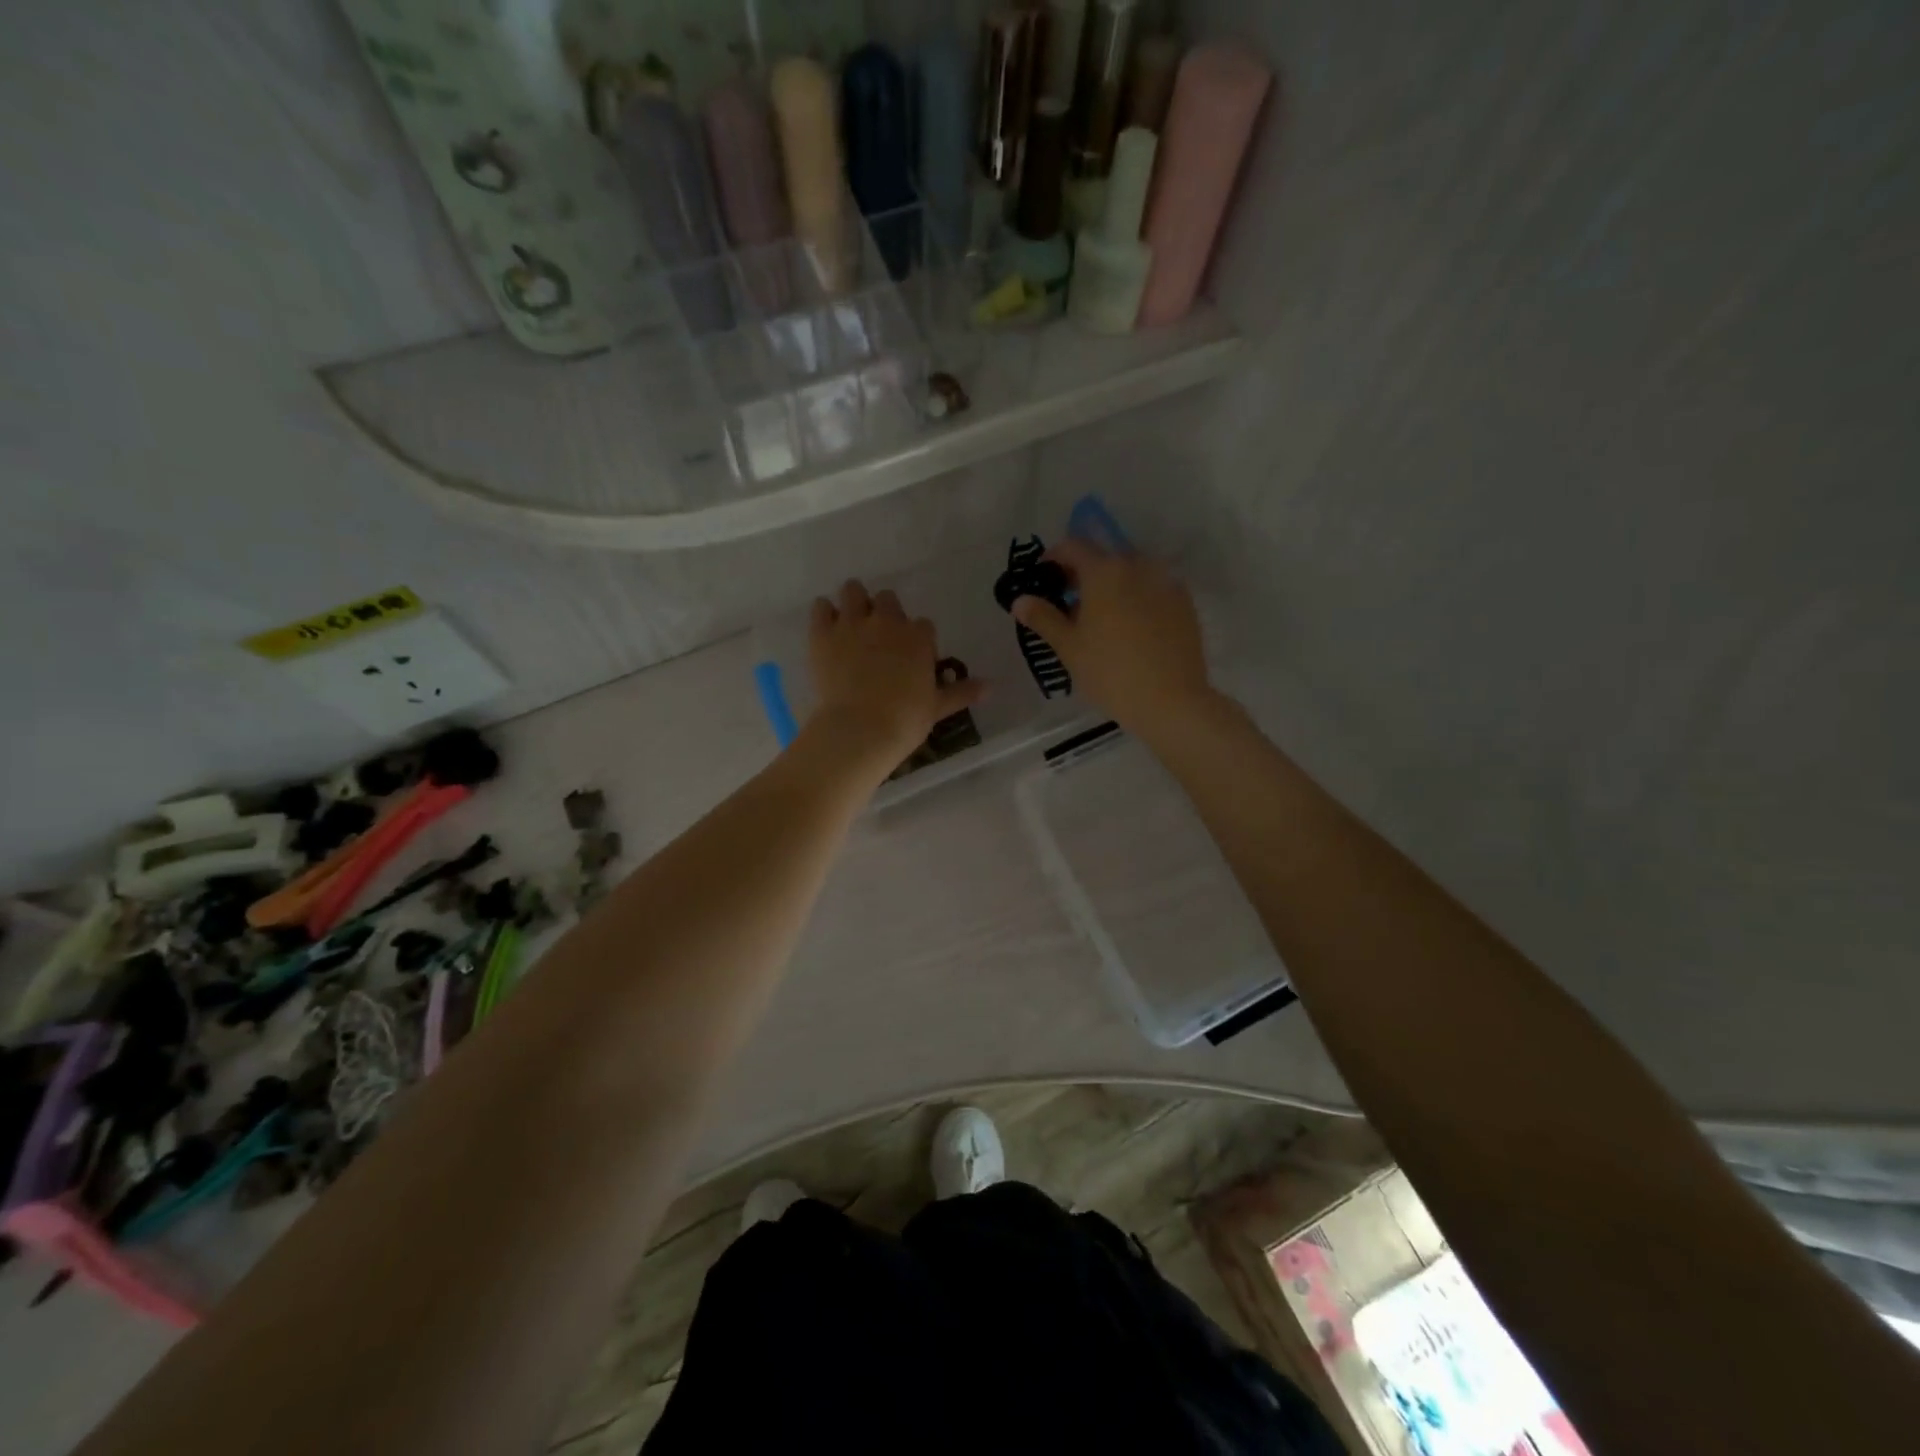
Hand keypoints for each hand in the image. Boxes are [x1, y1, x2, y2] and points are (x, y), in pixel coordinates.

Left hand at [807, 580, 984, 770]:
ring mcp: (852, 624)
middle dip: (885, 613)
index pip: (923, 625)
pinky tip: (827, 627)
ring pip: (853, 591)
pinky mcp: (822, 633)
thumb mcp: (937, 707)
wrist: (860, 728)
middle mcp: (887, 621)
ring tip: (852, 622)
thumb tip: (991, 686)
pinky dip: (825, 613)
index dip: (917, 639)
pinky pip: (821, 607)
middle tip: (880, 638)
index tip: (912, 657)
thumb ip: (962, 692)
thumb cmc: (905, 719)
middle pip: (887, 599)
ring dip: (854, 602)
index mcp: (918, 637)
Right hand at [1010, 540, 1213, 741]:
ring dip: (1112, 584)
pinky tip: (1131, 627)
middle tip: (1070, 602)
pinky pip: (1152, 588)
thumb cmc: (1110, 672)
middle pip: (1104, 556)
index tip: (1044, 578)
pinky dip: (1137, 597)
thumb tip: (1020, 600)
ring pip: (1130, 572)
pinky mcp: (1184, 602)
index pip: (1073, 546)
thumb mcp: (1069, 647)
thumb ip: (1043, 618)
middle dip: (1084, 573)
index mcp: (1104, 571)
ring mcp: (1165, 582)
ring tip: (1102, 617)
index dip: (1053, 557)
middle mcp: (1137, 566)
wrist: (1172, 700)